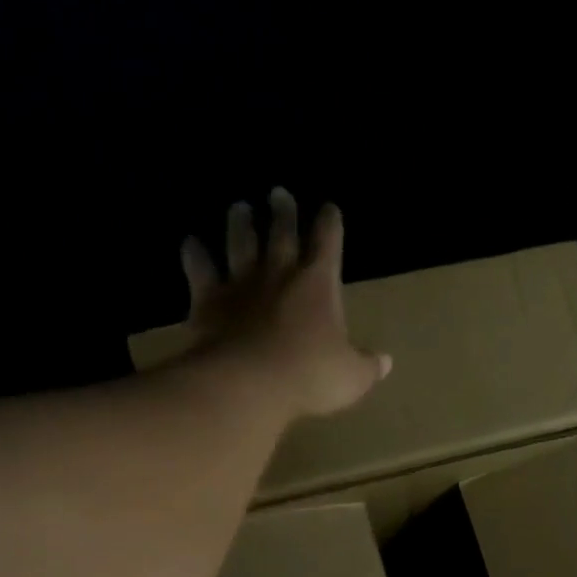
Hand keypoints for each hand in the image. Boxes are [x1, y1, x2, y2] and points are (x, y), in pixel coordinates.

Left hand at [180, 188, 391, 418]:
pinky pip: (200, 269)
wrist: (250, 383)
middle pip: (282, 233)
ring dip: (240, 223)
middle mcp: (279, 273)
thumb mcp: (352, 377)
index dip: (330, 224)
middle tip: (279, 193)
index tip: (330, 208)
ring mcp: (241, 284)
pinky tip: (191, 244)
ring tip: (240, 207)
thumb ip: (368, 366)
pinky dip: (195, 254)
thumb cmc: (310, 377)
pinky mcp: (209, 301)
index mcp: (318, 284)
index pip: (328, 243)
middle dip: (283, 212)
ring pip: (240, 242)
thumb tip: (385, 362)